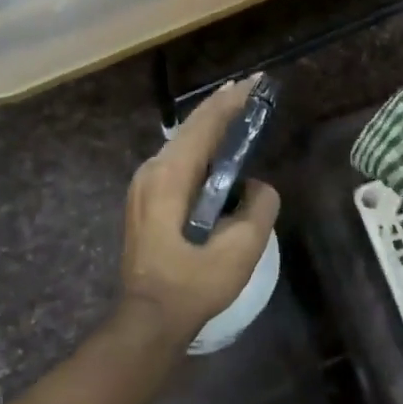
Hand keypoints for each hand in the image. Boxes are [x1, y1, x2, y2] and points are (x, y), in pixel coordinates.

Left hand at [121, 78, 280, 345]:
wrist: (148, 320)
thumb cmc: (192, 284)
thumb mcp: (240, 249)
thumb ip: (258, 207)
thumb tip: (257, 186)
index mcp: (170, 175)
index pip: (205, 124)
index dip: (233, 101)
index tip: (256, 82)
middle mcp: (152, 170)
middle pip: (192, 127)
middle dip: (222, 105)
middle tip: (250, 88)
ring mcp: (143, 184)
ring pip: (183, 142)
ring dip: (211, 125)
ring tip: (238, 110)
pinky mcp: (144, 198)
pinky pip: (177, 159)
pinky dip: (201, 146)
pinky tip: (218, 150)